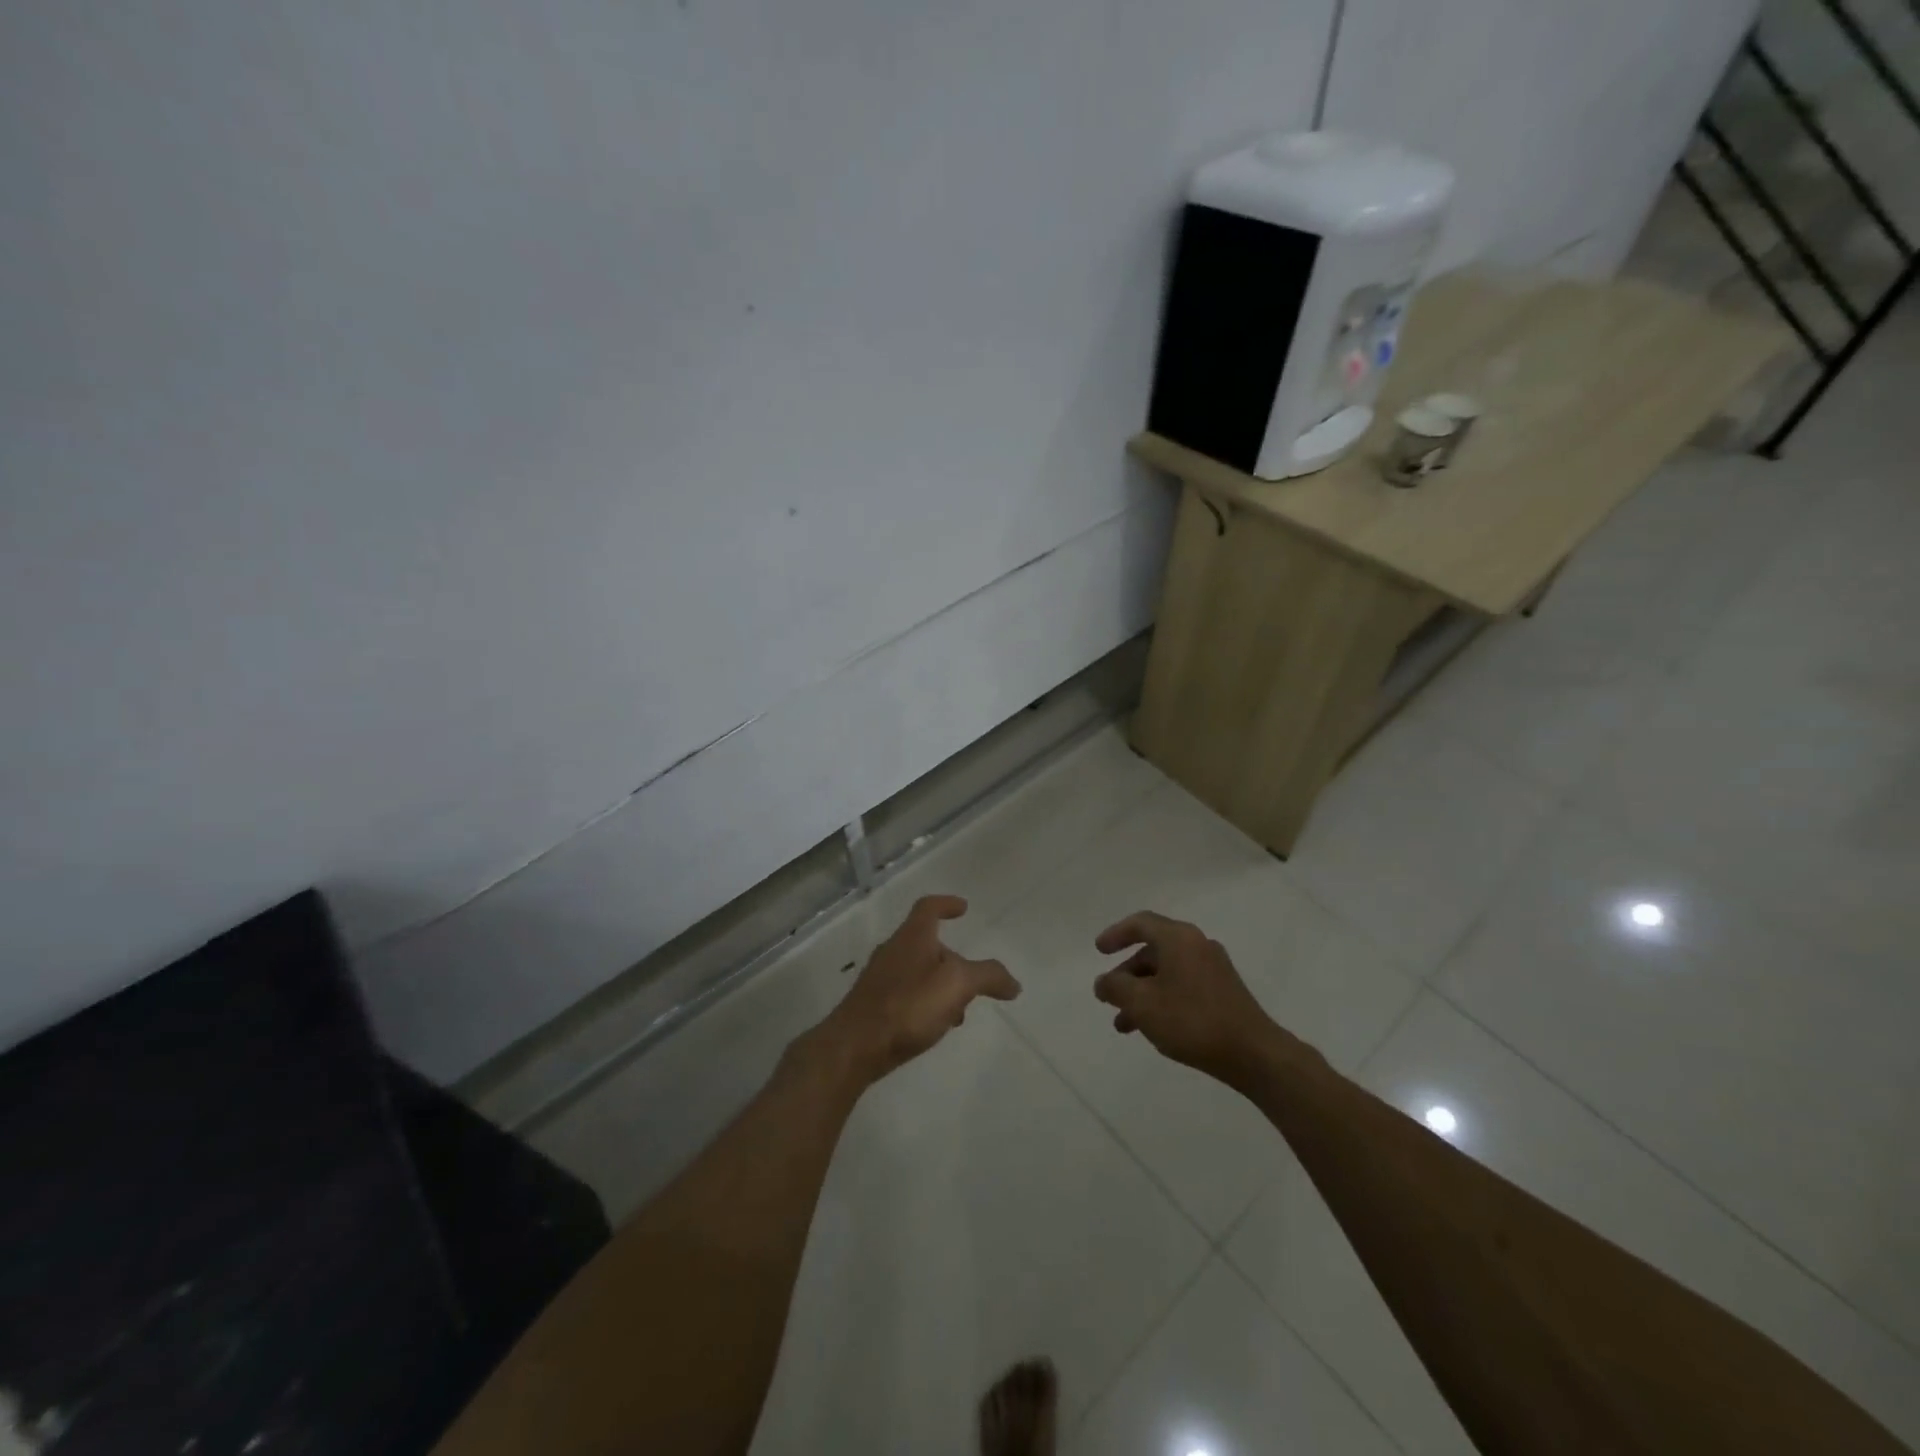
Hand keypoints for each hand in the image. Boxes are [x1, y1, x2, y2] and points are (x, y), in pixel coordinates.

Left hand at [812, 895, 1020, 1086]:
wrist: (854, 1046)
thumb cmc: (907, 1005)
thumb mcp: (957, 985)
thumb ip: (988, 977)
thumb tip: (1014, 983)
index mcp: (913, 937)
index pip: (929, 907)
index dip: (946, 903)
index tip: (963, 907)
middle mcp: (893, 951)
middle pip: (925, 942)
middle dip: (951, 957)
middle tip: (971, 976)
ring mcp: (879, 978)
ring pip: (917, 971)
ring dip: (940, 984)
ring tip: (958, 1011)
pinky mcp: (872, 1005)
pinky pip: (906, 994)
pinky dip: (924, 1002)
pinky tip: (933, 1027)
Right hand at [1093, 911, 1290, 1085]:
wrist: (1254, 1054)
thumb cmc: (1192, 1020)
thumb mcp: (1142, 1003)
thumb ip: (1115, 988)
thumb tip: (1103, 982)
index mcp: (1178, 938)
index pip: (1140, 923)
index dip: (1116, 934)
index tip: (1098, 951)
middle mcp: (1197, 945)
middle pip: (1153, 950)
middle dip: (1126, 974)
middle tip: (1109, 996)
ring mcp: (1214, 969)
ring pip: (1166, 973)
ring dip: (1142, 993)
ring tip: (1124, 1025)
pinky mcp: (1224, 992)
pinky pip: (1183, 986)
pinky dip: (1162, 1000)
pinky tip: (1154, 1028)